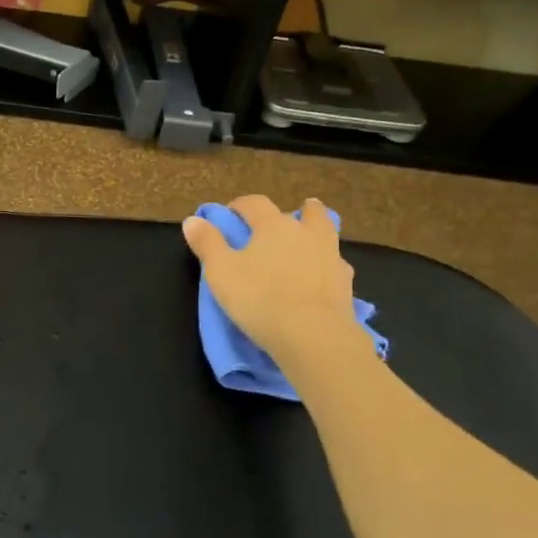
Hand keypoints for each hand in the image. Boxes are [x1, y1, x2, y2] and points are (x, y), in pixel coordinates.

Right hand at [182, 196, 364, 367]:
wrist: (313, 334)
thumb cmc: (259, 298)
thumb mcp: (220, 272)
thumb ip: (207, 243)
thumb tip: (192, 220)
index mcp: (273, 226)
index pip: (255, 203)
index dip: (239, 206)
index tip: (228, 216)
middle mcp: (306, 232)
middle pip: (305, 211)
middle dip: (290, 213)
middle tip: (276, 226)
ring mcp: (331, 255)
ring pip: (326, 233)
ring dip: (314, 232)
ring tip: (303, 244)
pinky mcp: (345, 281)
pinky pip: (335, 264)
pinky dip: (325, 265)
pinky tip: (318, 277)